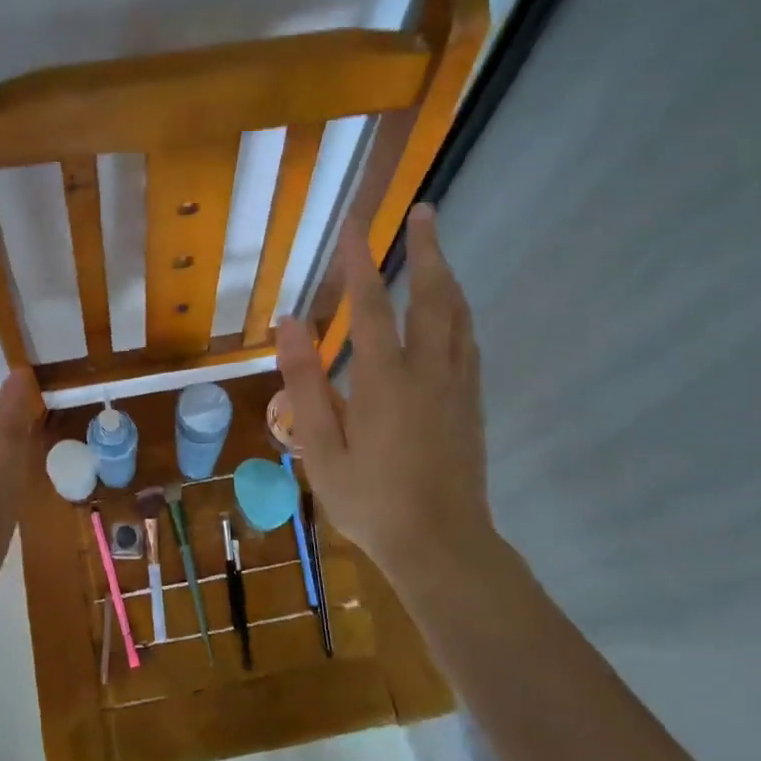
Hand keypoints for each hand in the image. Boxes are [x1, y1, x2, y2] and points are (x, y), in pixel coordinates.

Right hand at [277, 207, 495, 597]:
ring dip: (446, 276)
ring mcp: (457, 387)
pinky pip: (469, 343)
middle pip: (432, 297)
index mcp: (386, 381)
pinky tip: (452, 311)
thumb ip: (305, 383)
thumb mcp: (322, 448)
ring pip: (458, 317)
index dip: (359, 261)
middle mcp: (429, 372)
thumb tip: (289, 324)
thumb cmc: (372, 502)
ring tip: (437, 249)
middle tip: (424, 212)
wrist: (443, 548)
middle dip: (427, 250)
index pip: (370, 306)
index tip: (354, 224)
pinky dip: (458, 313)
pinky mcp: (472, 405)